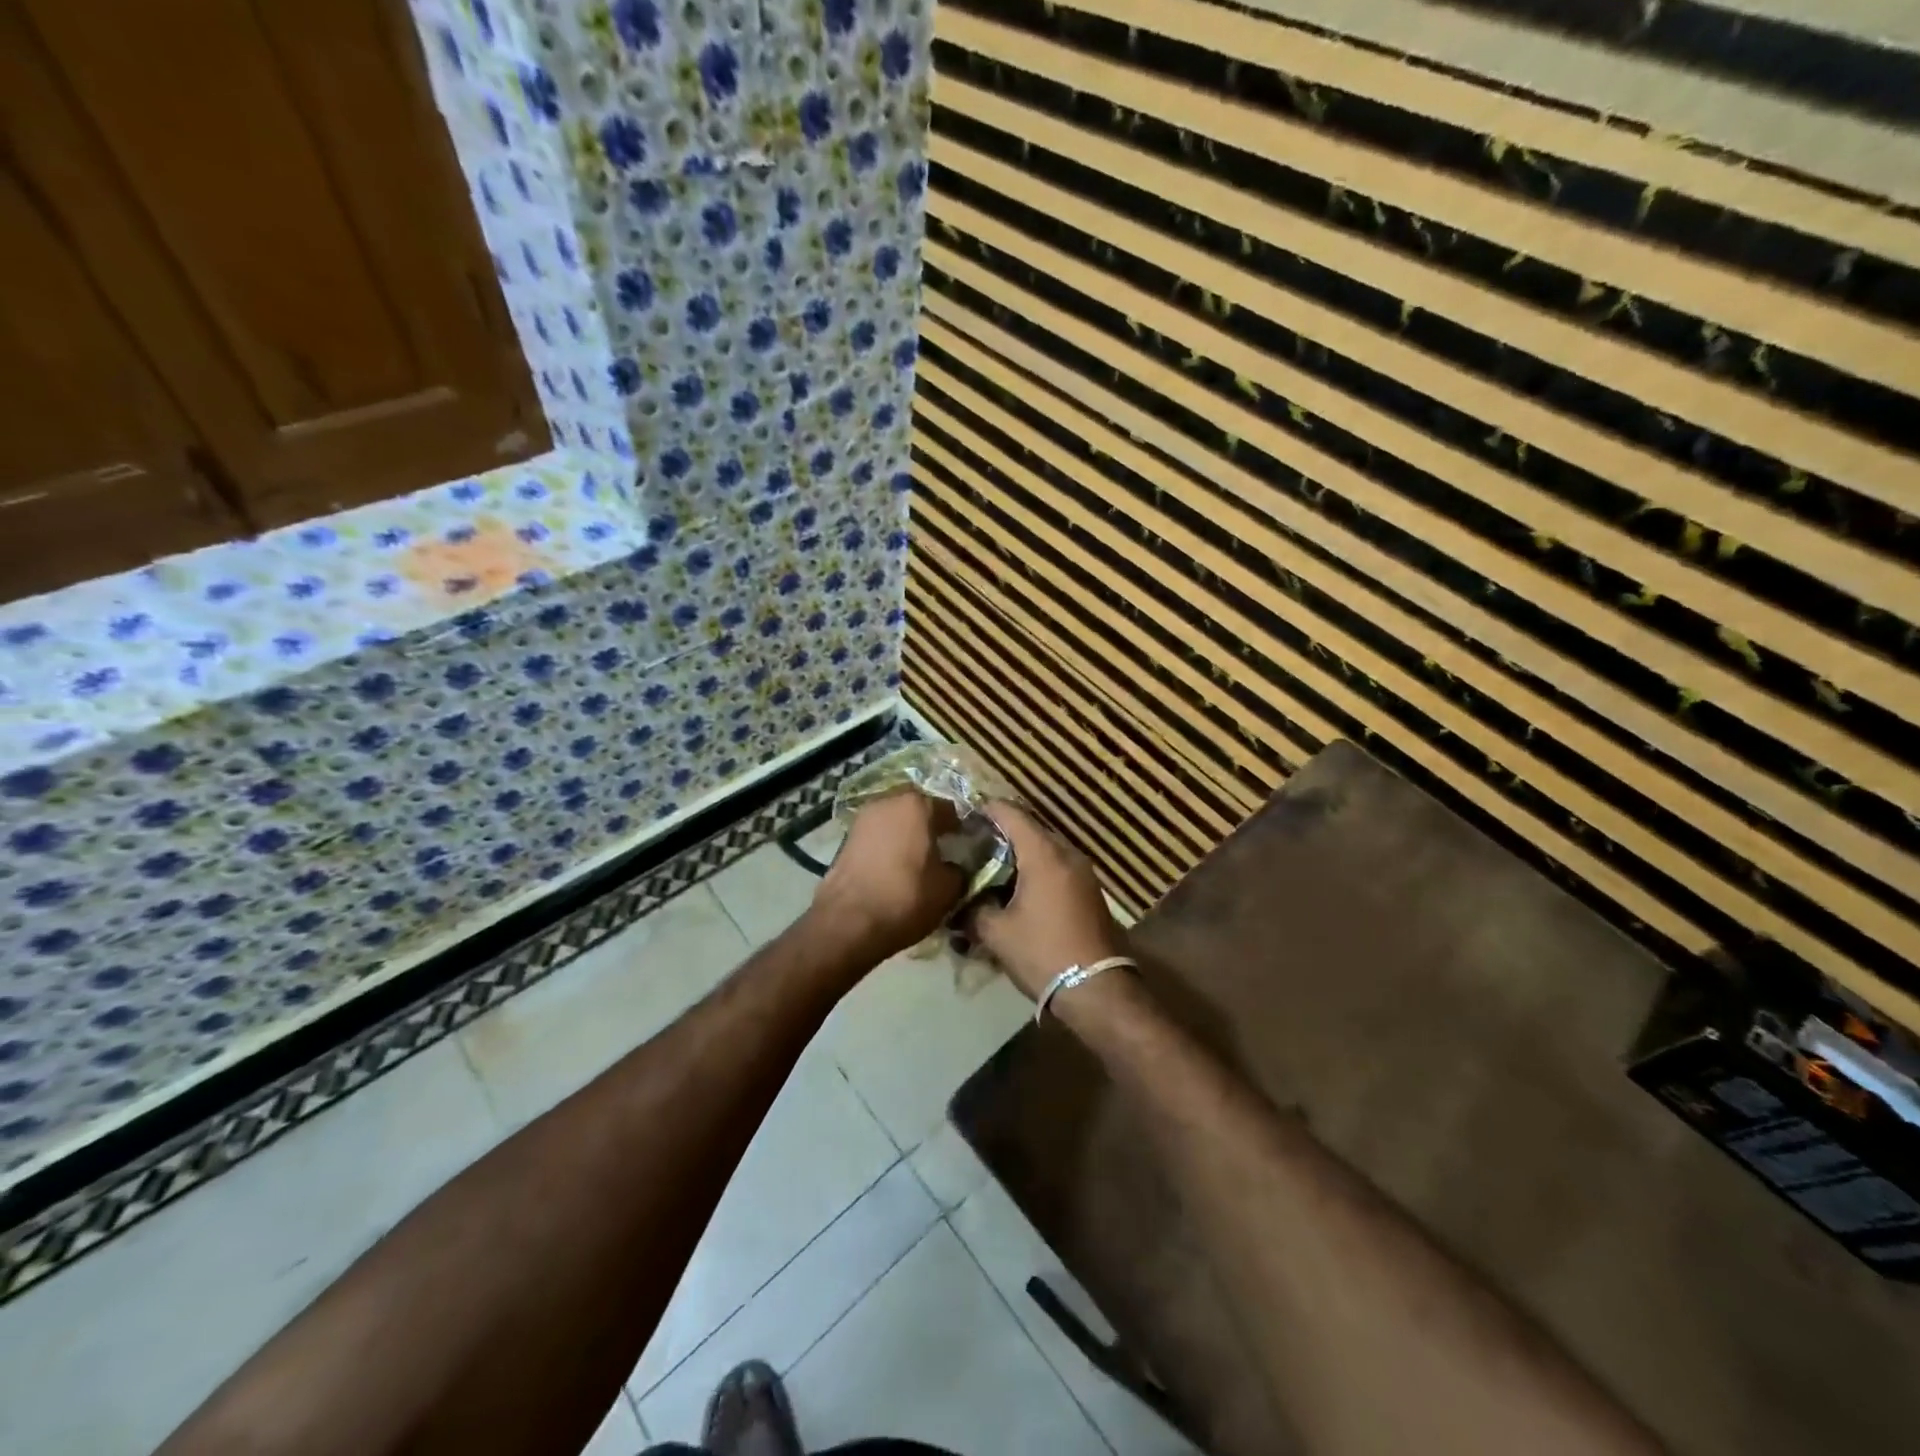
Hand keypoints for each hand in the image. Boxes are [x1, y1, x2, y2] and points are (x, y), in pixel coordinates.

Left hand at [807, 790, 965, 963]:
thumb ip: (959, 870)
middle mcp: (889, 801)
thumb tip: (955, 867)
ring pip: (894, 819)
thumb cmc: (906, 897)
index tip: (965, 845)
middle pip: (918, 807)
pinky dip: (887, 844)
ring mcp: (863, 817)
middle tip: (940, 848)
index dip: (960, 828)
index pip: (949, 809)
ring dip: (905, 832)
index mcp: (919, 805)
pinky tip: (893, 866)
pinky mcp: (846, 836)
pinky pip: (877, 834)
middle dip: (929, 824)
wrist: (848, 921)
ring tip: (915, 858)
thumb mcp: (948, 889)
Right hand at [964, 801, 1127, 1000]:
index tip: (963, 816)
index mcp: (1043, 854)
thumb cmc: (1042, 953)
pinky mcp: (1090, 891)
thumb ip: (973, 909)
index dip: (985, 809)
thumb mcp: (996, 933)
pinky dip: (1036, 870)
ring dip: (1020, 855)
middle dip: (1001, 834)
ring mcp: (1083, 872)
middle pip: (1029, 829)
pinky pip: (1057, 868)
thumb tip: (960, 903)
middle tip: (972, 846)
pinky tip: (1018, 891)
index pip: (1011, 814)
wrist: (1097, 989)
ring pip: (1045, 850)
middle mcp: (1067, 854)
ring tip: (991, 870)